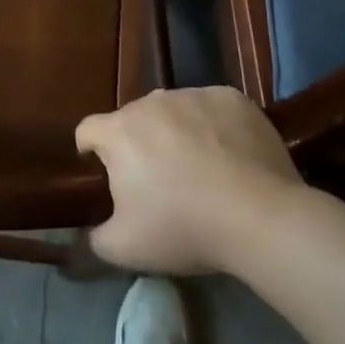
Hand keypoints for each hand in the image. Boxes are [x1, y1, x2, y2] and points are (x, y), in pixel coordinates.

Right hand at [76, 87, 303, 274]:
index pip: (88, 130)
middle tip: (158, 180)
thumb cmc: (183, 228)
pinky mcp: (230, 98)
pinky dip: (213, 126)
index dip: (90, 151)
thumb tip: (84, 234)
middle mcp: (151, 102)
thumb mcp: (125, 248)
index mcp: (119, 131)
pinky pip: (211, 108)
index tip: (103, 173)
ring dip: (176, 132)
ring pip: (173, 111)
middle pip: (133, 119)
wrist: (259, 217)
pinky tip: (230, 156)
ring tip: (199, 168)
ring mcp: (193, 95)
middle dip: (138, 144)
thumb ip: (94, 238)